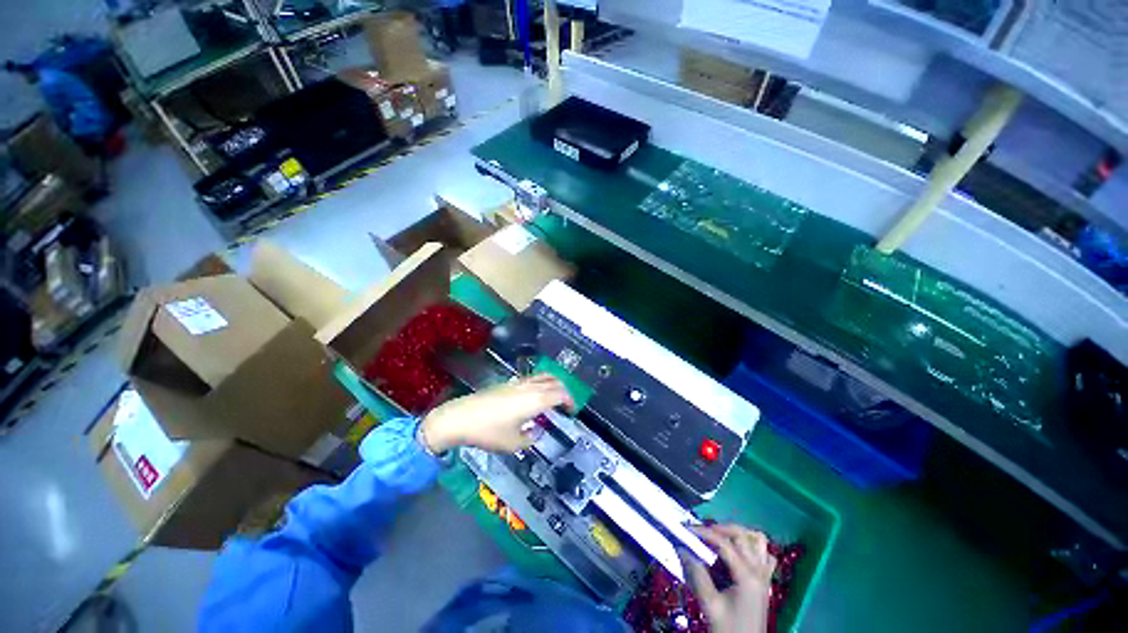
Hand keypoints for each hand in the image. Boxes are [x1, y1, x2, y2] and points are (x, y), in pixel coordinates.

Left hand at [420, 374, 573, 453]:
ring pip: (542, 376)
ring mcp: (518, 383)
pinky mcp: (507, 383)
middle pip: (554, 381)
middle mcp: (530, 387)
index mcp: (535, 400)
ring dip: (552, 384)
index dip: (569, 400)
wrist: (461, 417)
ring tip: (552, 397)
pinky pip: (531, 378)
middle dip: (564, 391)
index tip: (572, 410)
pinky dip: (540, 383)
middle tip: (565, 404)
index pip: (560, 394)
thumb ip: (529, 438)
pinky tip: (533, 397)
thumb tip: (535, 432)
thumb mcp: (513, 443)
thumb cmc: (489, 432)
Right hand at [684, 524, 776, 632]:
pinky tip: (738, 552)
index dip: (705, 533)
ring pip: (758, 541)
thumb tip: (682, 549)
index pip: (724, 543)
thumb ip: (697, 575)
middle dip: (720, 528)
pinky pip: (765, 555)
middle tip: (702, 533)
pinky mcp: (765, 581)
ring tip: (721, 537)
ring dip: (739, 534)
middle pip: (743, 535)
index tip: (688, 529)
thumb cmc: (728, 629)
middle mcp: (759, 571)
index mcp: (747, 576)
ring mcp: (765, 576)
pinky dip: (752, 547)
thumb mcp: (710, 604)